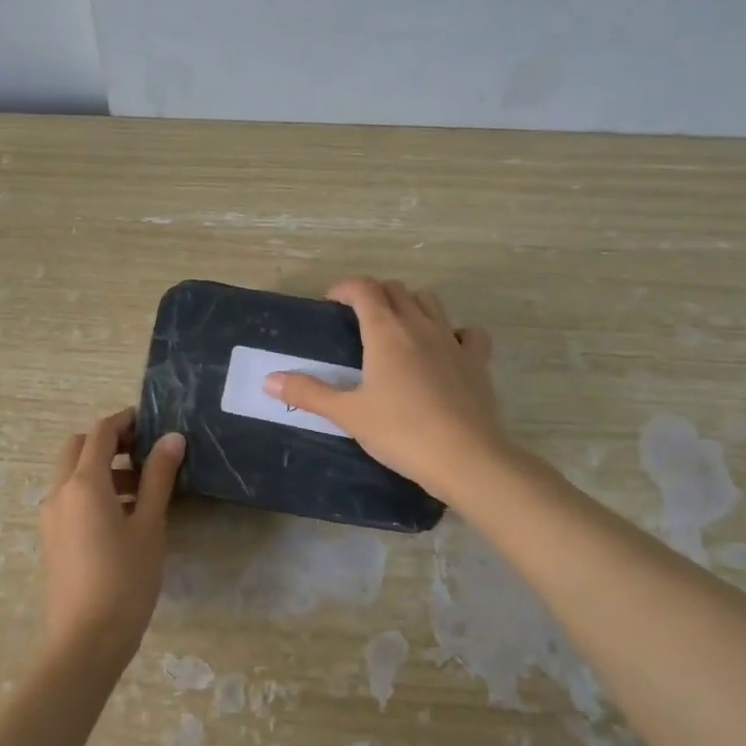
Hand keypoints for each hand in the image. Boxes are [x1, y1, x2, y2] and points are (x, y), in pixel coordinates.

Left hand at [36, 408, 184, 665]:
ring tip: (143, 488)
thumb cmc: (125, 580)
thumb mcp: (149, 525)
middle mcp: (59, 491)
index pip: (101, 432)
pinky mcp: (52, 538)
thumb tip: (172, 438)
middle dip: (110, 442)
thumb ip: (158, 477)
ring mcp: (51, 516)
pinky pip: (70, 498)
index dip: (126, 421)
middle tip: (146, 452)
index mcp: (83, 482)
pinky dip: (93, 491)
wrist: (85, 643)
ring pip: (73, 473)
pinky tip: (124, 516)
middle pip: (79, 447)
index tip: (153, 422)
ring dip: (103, 468)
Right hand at [264, 277, 508, 503]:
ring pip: (430, 302)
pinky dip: (453, 332)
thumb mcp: (347, 414)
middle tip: (357, 318)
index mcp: (386, 332)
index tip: (332, 303)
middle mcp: (420, 326)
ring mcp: (452, 341)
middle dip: (374, 294)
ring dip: (410, 304)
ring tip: (396, 328)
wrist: (465, 458)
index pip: (364, 289)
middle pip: (397, 289)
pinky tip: (445, 349)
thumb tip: (268, 380)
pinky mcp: (476, 361)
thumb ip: (308, 393)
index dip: (345, 287)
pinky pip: (467, 333)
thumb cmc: (400, 432)